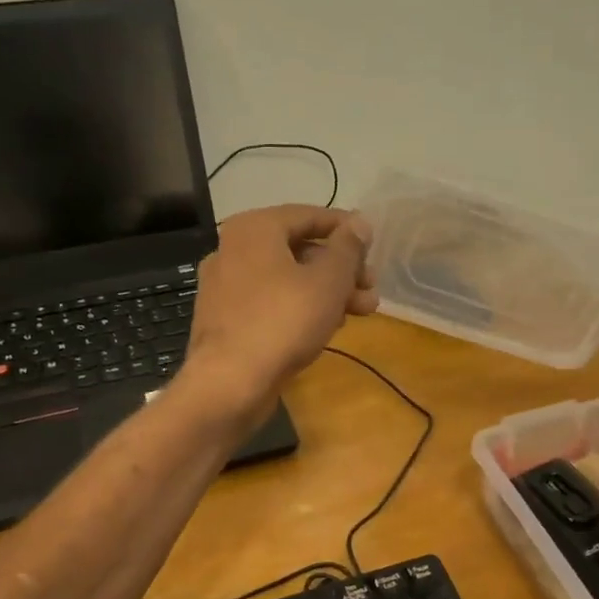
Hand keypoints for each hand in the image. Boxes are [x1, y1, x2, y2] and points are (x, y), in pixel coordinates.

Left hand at [181, 205, 377, 414]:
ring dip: (327, 291)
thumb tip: (359, 222)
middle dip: (341, 268)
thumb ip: (348, 248)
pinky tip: (328, 327)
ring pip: (287, 278)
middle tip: (371, 287)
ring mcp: (225, 285)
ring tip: (363, 312)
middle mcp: (233, 249)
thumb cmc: (283, 321)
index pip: (309, 215)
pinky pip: (271, 301)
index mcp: (254, 228)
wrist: (229, 383)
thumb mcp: (328, 281)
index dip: (346, 229)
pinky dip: (300, 307)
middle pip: (299, 249)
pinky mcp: (226, 318)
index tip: (373, 246)